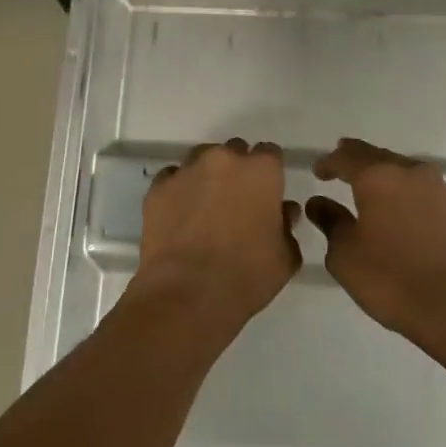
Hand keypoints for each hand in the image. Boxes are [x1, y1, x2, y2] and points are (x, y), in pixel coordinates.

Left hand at [135, 139, 301, 323]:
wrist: (187, 294)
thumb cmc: (246, 275)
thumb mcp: (285, 257)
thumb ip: (287, 226)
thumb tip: (283, 212)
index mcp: (261, 171)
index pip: (270, 154)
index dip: (269, 174)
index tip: (267, 195)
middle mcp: (224, 159)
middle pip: (234, 152)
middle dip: (237, 172)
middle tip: (236, 204)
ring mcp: (187, 171)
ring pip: (201, 161)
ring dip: (207, 177)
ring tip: (205, 209)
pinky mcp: (158, 188)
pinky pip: (172, 179)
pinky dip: (179, 191)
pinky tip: (180, 217)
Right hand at [307, 137, 445, 344]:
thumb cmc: (394, 279)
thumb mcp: (346, 255)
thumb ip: (330, 222)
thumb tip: (319, 202)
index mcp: (379, 176)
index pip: (347, 156)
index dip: (329, 162)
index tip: (318, 172)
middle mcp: (412, 173)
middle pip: (379, 157)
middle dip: (359, 162)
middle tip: (342, 170)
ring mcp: (442, 191)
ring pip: (406, 173)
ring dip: (387, 179)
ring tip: (373, 194)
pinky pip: (426, 194)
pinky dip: (409, 198)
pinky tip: (405, 217)